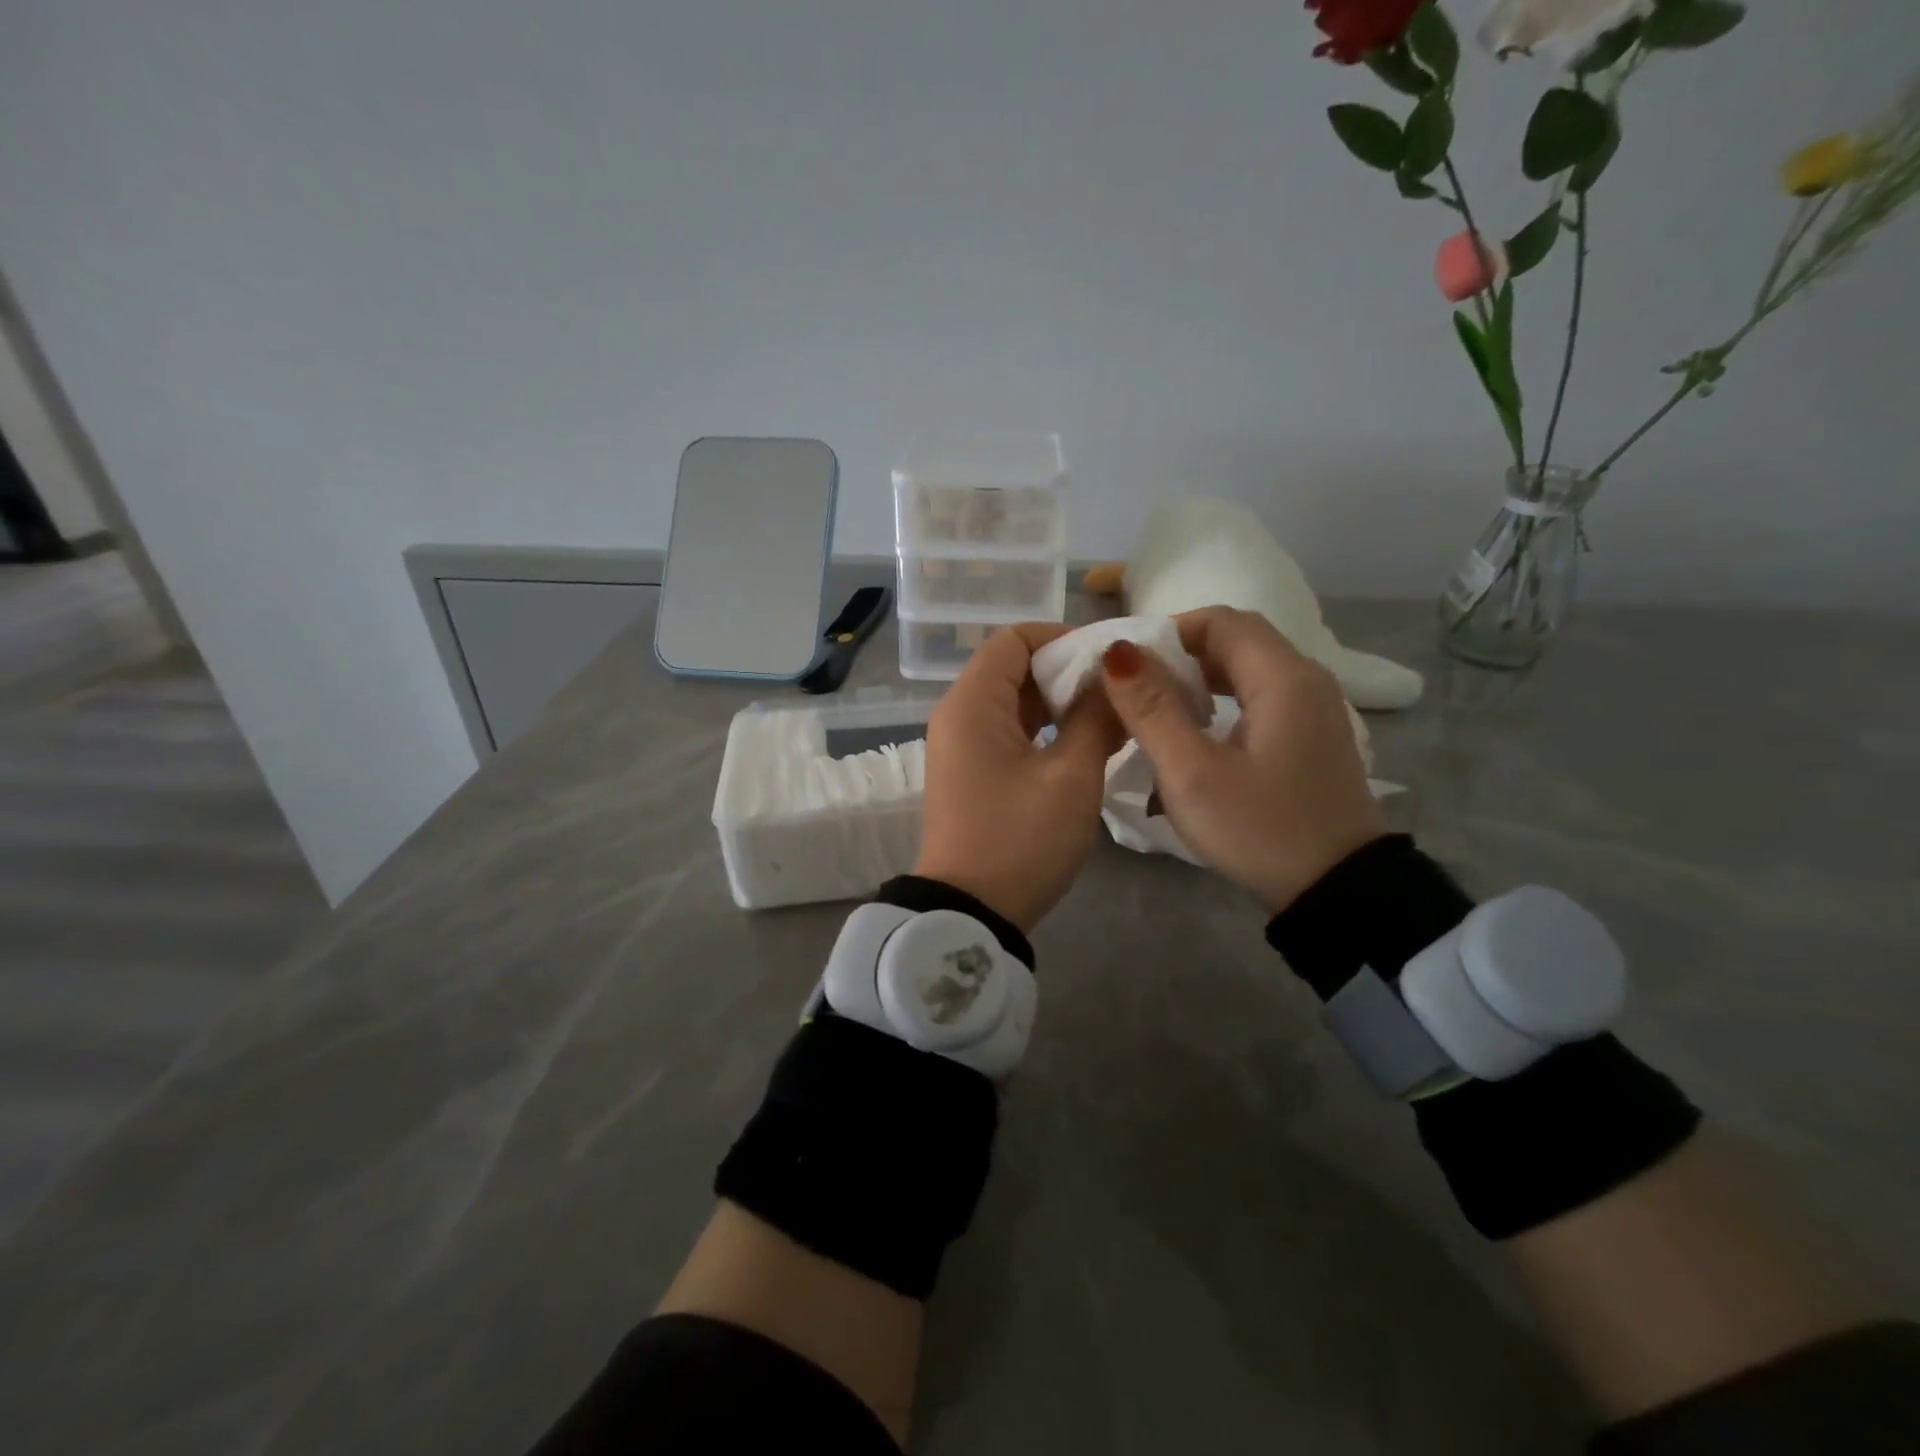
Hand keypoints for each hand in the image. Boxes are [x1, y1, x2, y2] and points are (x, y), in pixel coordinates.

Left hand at [915, 624, 1122, 931]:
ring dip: (1059, 703)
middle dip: (1066, 672)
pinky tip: (1085, 744)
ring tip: (1112, 717)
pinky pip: (1008, 732)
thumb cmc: (1020, 840)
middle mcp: (957, 715)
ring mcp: (960, 747)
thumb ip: (1095, 718)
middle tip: (1119, 691)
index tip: (1108, 661)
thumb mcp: (1071, 777)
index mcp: (971, 703)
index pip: (1013, 639)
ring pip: (1013, 702)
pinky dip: (1044, 730)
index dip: (1061, 639)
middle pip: (1012, 668)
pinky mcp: (970, 773)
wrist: (970, 914)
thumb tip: (1116, 678)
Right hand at [1099, 606, 1384, 913]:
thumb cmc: (1260, 829)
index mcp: (1282, 677)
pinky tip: (1196, 735)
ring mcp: (1314, 709)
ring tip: (1157, 710)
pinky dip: (1222, 701)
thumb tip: (1118, 653)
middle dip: (1180, 654)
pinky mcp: (1311, 737)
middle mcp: (1305, 680)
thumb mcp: (1193, 773)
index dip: (1167, 631)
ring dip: (1199, 679)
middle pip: (1235, 640)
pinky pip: (1260, 697)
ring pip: (1247, 669)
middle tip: (1135, 688)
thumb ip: (1152, 709)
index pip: (1219, 620)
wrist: (1338, 892)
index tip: (1128, 665)